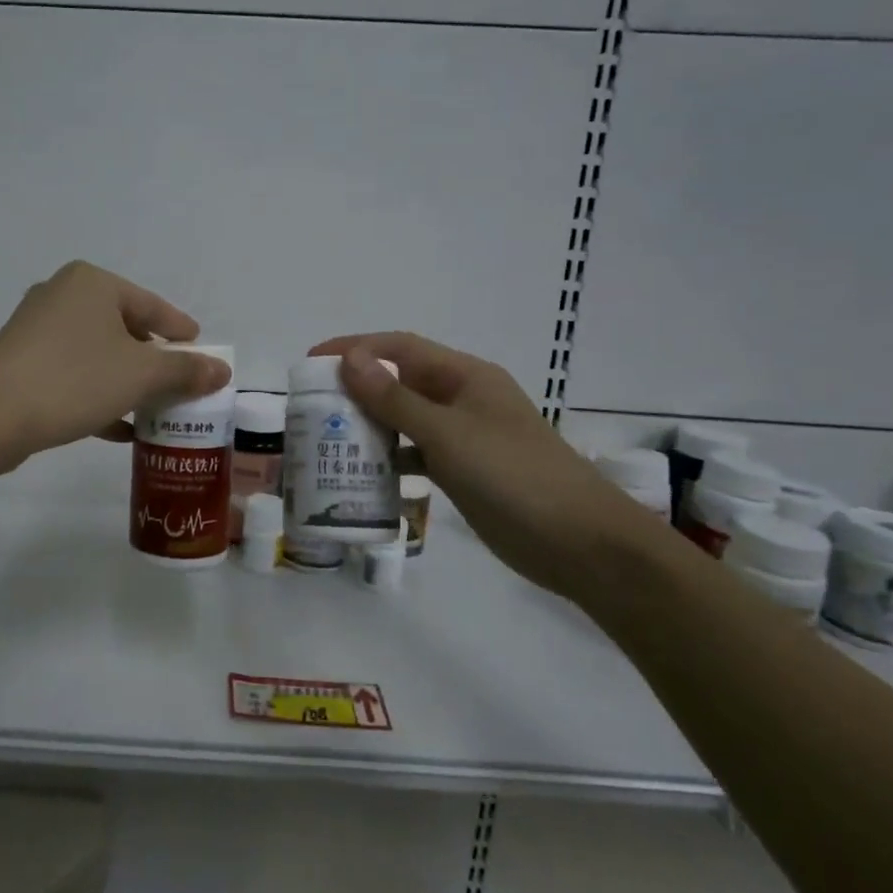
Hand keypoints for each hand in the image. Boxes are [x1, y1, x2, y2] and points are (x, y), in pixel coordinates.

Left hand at [0, 262, 230, 461]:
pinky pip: (72, 373)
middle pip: (124, 327)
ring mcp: (36, 329)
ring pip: (97, 353)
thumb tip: (222, 370)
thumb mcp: (141, 375)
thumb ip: (185, 371)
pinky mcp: (20, 361)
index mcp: (92, 283)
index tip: (200, 349)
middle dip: (152, 360)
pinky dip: (98, 394)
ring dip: (127, 381)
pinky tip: (119, 428)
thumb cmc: (75, 379)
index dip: (180, 330)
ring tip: (153, 408)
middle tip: (178, 382)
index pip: (152, 305)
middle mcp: (62, 295)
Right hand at [309, 332, 665, 606]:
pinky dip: (391, 459)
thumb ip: (395, 398)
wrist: (580, 543)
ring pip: (406, 420)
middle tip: (313, 407)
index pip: (400, 349)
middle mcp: (463, 399)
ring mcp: (465, 437)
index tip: (312, 362)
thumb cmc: (513, 475)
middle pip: (400, 383)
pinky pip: (417, 455)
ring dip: (370, 426)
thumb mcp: (447, 433)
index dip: (355, 348)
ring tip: (328, 440)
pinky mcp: (465, 472)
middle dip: (357, 389)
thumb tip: (350, 359)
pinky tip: (364, 475)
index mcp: (465, 377)